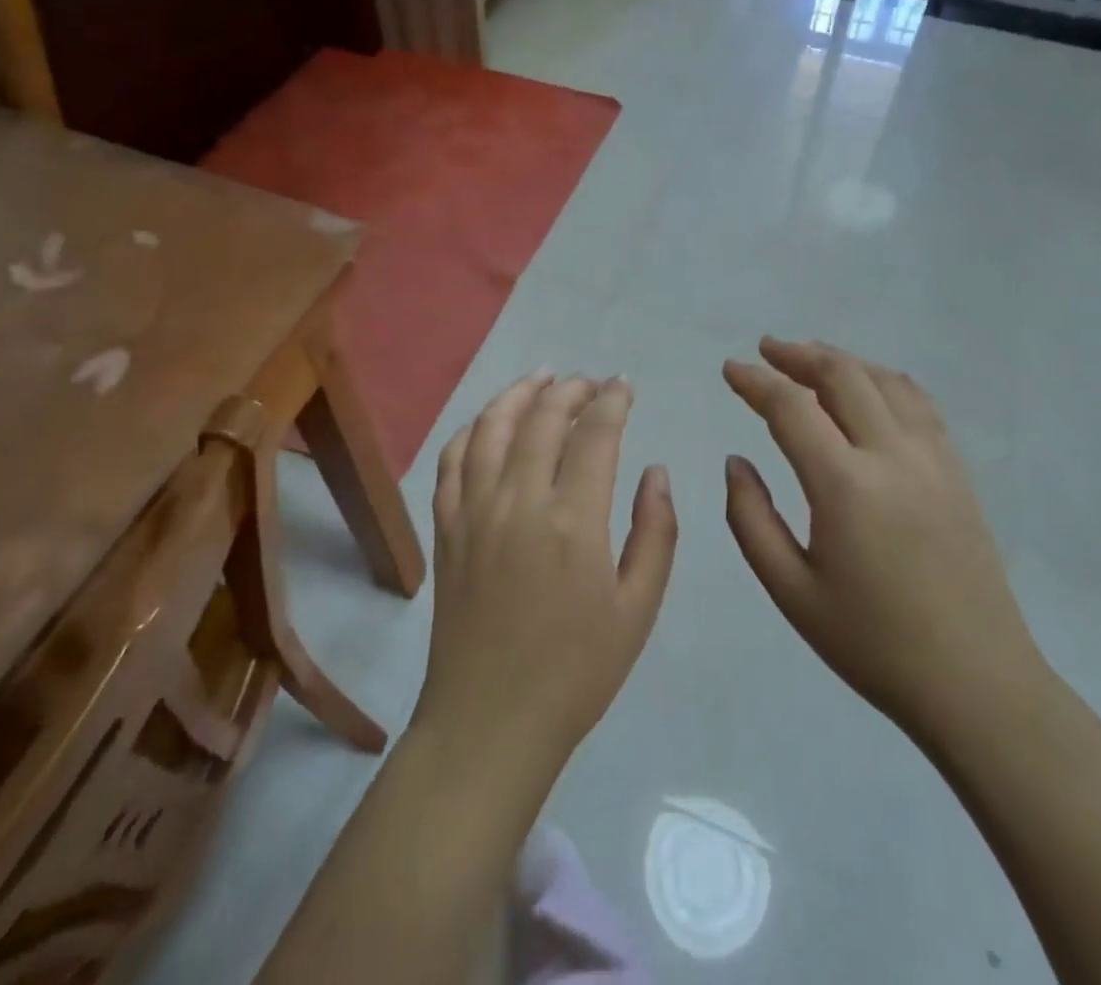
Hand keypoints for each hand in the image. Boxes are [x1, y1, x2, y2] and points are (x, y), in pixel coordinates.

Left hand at [413, 374, 678, 771]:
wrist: (491, 722)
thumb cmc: (576, 672)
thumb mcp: (638, 609)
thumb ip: (655, 533)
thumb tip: (655, 471)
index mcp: (573, 521)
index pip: (596, 434)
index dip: (613, 401)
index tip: (624, 385)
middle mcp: (519, 501)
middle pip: (542, 418)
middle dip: (571, 390)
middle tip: (590, 383)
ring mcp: (474, 511)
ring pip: (491, 427)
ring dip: (518, 393)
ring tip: (541, 378)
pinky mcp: (445, 527)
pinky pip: (451, 460)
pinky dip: (471, 429)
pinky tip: (488, 423)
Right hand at [722, 339, 1045, 746]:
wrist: (977, 684)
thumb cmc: (873, 644)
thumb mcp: (791, 591)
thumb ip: (751, 519)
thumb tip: (737, 462)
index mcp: (846, 486)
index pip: (791, 408)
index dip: (755, 382)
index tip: (730, 369)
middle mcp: (893, 456)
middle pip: (842, 376)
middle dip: (797, 355)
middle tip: (765, 349)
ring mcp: (934, 459)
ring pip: (884, 380)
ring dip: (841, 360)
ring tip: (809, 358)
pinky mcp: (957, 472)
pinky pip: (918, 403)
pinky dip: (883, 380)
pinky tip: (869, 387)